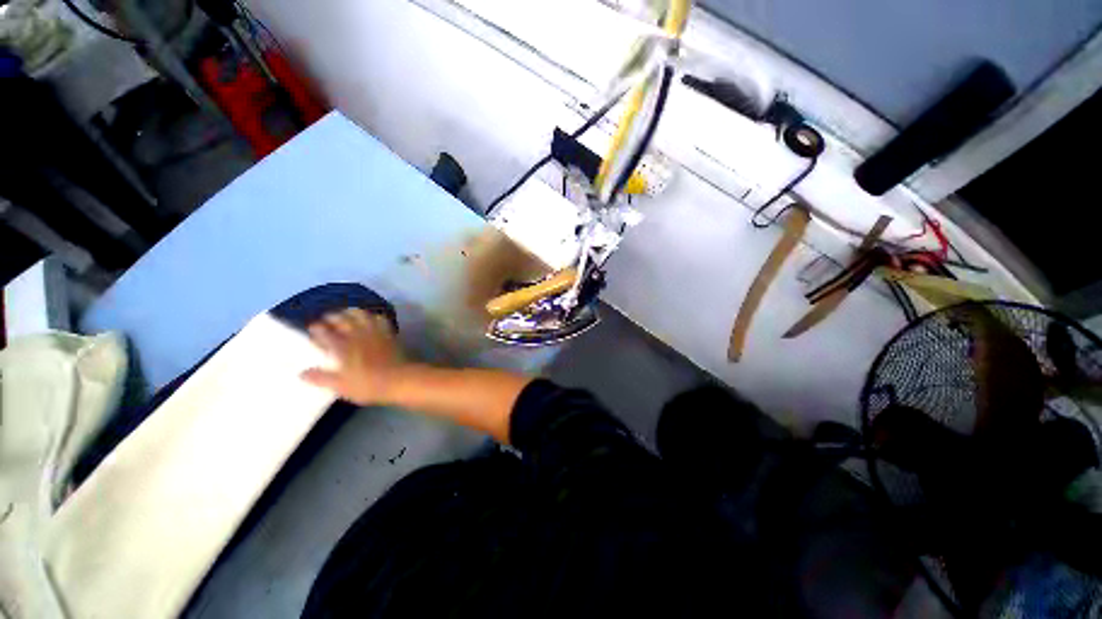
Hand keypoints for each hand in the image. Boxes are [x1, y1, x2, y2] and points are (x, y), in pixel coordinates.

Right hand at [301, 308, 403, 404]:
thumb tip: (301, 373)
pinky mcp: (388, 333)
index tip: (313, 327)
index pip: (325, 333)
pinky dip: (373, 316)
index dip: (317, 329)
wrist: (399, 379)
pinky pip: (380, 319)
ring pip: (361, 315)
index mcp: (342, 347)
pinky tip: (372, 318)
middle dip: (332, 317)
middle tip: (327, 318)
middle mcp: (356, 335)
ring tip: (347, 313)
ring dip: (352, 312)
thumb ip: (321, 378)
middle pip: (342, 320)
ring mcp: (374, 332)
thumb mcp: (340, 386)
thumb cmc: (368, 385)